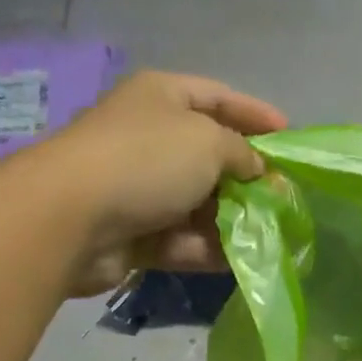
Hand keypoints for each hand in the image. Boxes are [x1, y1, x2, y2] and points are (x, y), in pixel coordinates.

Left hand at [48, 71, 285, 293]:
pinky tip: (240, 263)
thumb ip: (242, 153)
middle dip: (248, 179)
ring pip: (198, 204)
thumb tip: (258, 170)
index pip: (219, 97)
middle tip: (284, 199)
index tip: (289, 137)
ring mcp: (141, 189)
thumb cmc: (146, 161)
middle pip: (210, 156)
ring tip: (270, 237)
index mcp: (164, 98)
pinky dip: (207, 249)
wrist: (72, 218)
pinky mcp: (135, 234)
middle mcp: (151, 138)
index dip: (255, 114)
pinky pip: (181, 240)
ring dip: (232, 221)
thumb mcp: (207, 142)